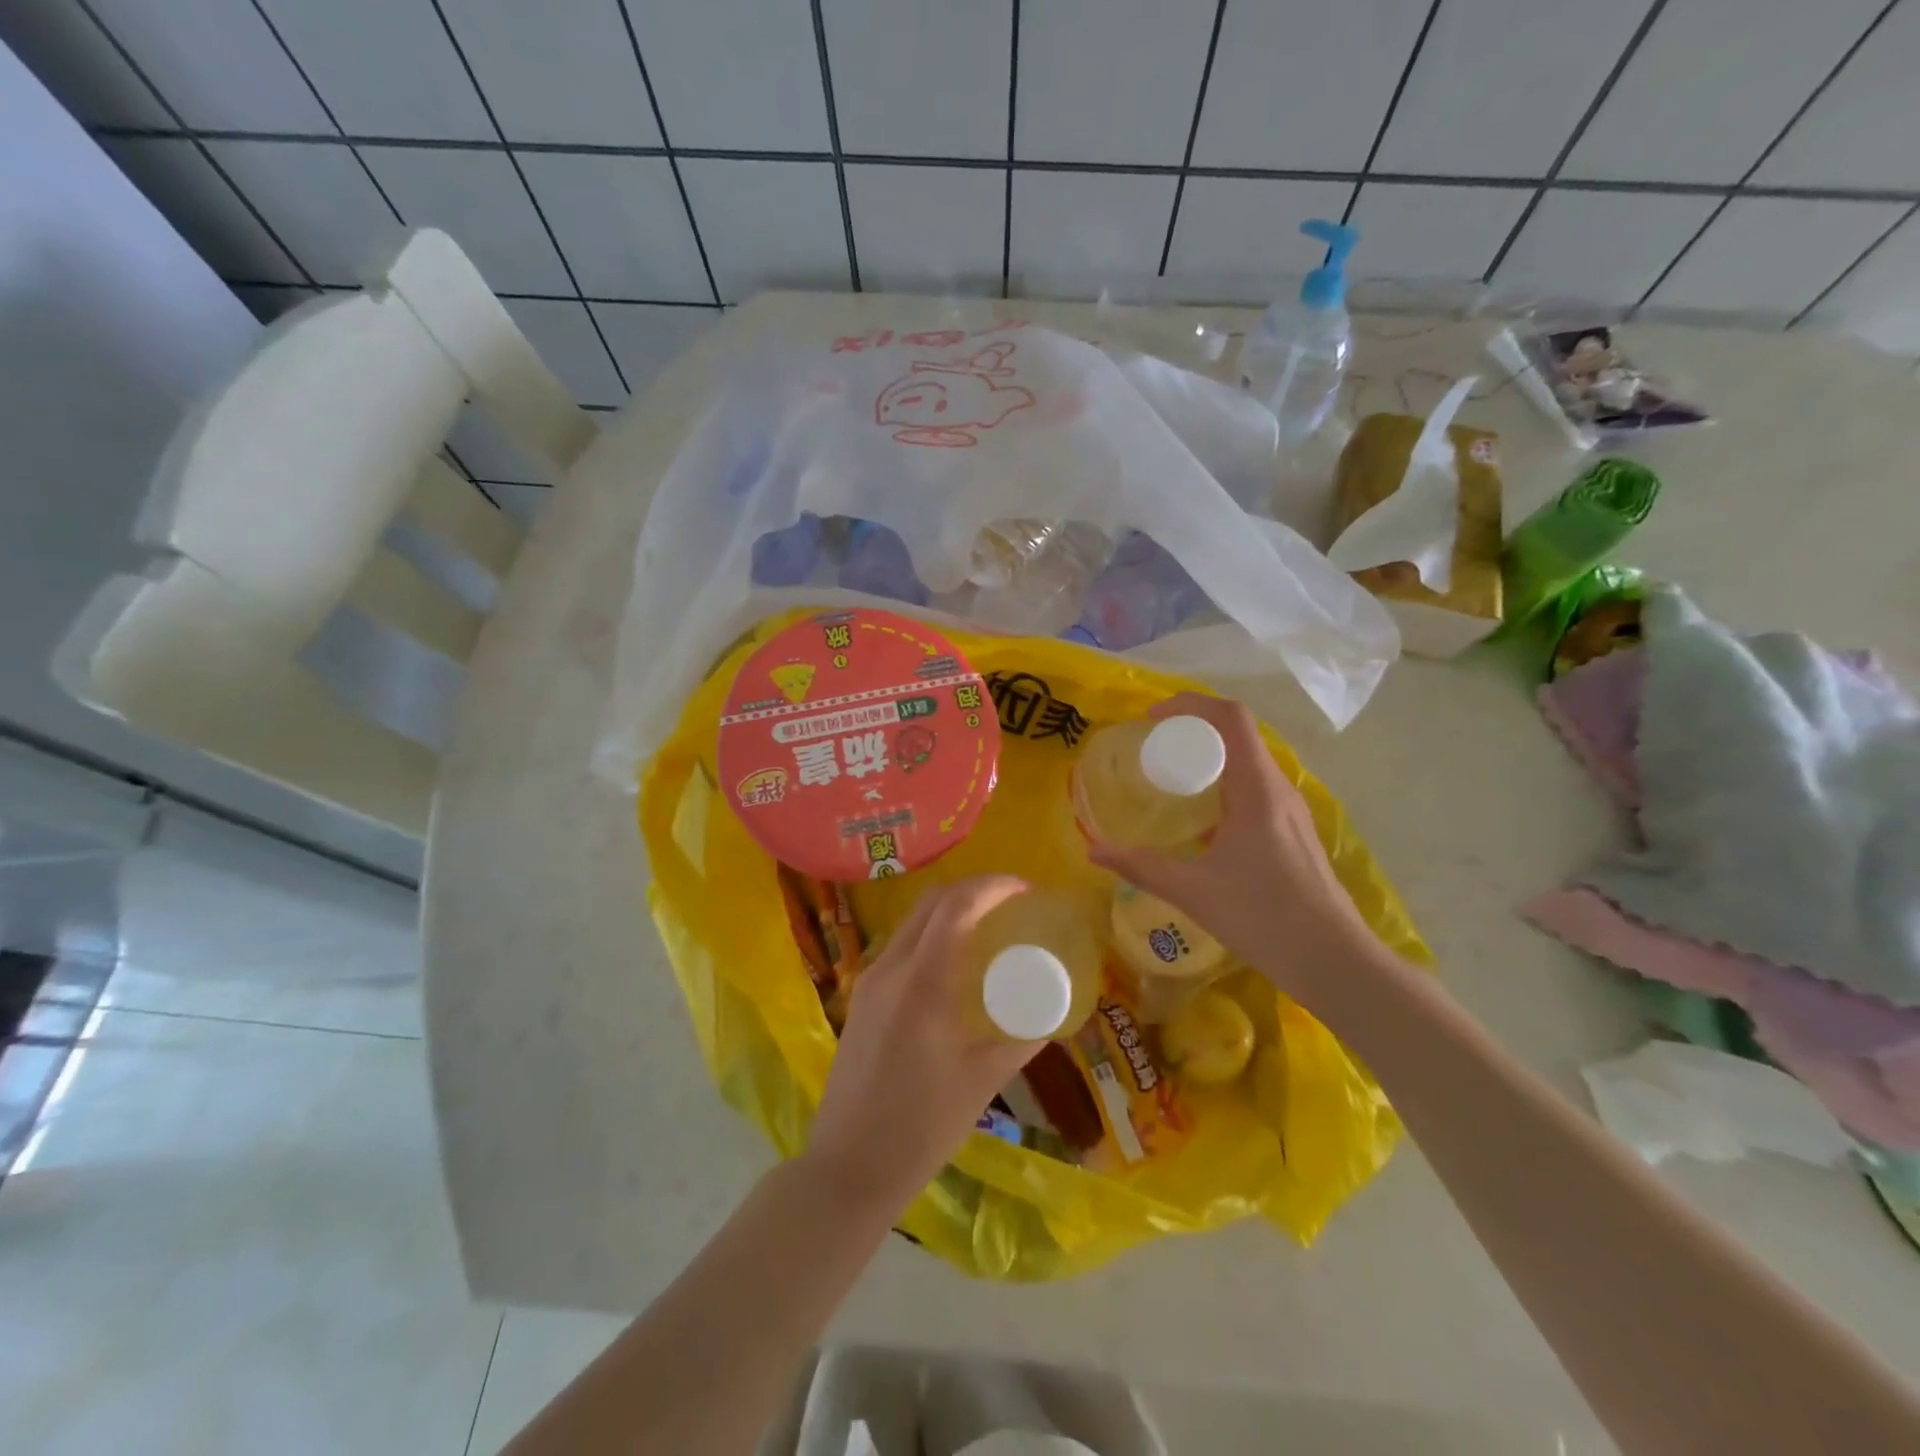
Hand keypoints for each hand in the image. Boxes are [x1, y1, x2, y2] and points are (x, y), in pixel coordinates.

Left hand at [804, 876, 1041, 1212]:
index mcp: (922, 982)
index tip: (1026, 890)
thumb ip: (1022, 1037)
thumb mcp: (983, 1081)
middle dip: (973, 891)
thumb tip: (1057, 1009)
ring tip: (987, 929)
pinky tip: (952, 966)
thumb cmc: (921, 1128)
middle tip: (1011, 904)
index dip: (993, 886)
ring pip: (912, 922)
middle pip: (931, 902)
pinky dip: (931, 936)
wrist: (847, 1167)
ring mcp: (869, 980)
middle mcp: (890, 968)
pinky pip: (900, 947)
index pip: (957, 906)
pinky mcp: (860, 998)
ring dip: (949, 911)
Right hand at [1087, 693, 1378, 1001]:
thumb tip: (1093, 849)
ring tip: (1170, 775)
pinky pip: (1255, 787)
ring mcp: (1290, 810)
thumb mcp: (1193, 891)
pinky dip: (1223, 782)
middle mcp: (1278, 789)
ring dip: (1210, 755)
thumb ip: (1141, 866)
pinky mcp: (1293, 831)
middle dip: (1193, 728)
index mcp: (1257, 789)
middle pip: (1238, 734)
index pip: (1231, 718)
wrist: (1334, 961)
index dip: (1190, 705)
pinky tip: (1200, 818)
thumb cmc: (1265, 917)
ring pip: (1249, 761)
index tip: (1151, 719)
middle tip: (1152, 746)